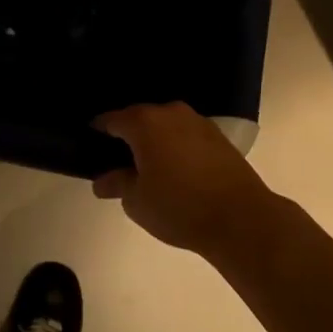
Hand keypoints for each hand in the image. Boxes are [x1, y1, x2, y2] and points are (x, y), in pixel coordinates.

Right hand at [91, 102, 274, 253]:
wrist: (240, 218)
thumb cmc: (179, 207)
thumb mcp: (137, 201)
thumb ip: (116, 184)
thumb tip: (102, 181)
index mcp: (144, 122)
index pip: (111, 120)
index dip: (98, 133)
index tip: (91, 148)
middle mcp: (170, 113)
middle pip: (140, 119)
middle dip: (128, 137)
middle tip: (118, 163)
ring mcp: (198, 122)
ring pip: (165, 126)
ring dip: (155, 141)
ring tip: (148, 168)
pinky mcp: (218, 137)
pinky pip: (185, 135)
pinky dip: (176, 147)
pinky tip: (175, 170)